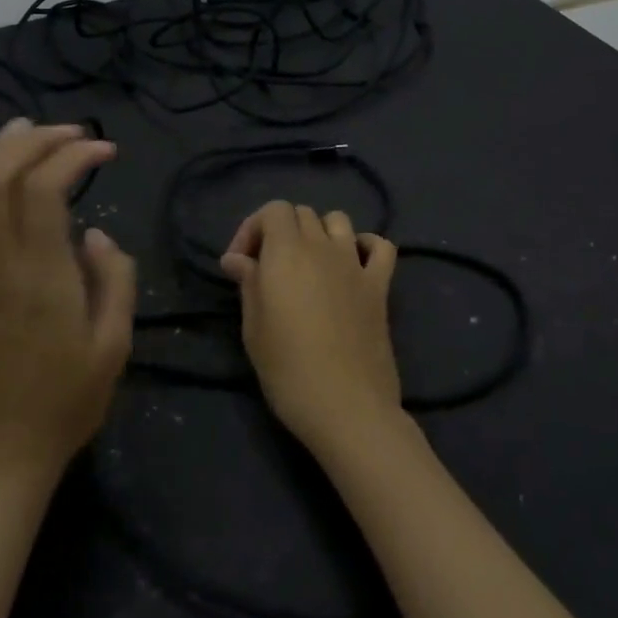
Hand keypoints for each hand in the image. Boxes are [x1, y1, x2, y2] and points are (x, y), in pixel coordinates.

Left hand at [0, 117, 134, 477]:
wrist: (2, 451)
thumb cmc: (69, 399)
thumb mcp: (115, 342)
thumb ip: (115, 278)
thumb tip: (96, 233)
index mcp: (41, 277)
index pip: (45, 189)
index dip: (73, 156)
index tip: (106, 151)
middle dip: (34, 141)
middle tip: (72, 132)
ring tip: (25, 130)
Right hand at [220, 201, 401, 454]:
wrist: (346, 406)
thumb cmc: (288, 370)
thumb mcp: (254, 328)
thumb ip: (248, 284)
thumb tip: (238, 258)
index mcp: (287, 252)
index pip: (273, 210)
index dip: (252, 228)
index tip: (239, 264)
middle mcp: (322, 247)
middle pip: (302, 214)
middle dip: (280, 232)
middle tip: (267, 269)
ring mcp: (355, 264)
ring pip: (338, 221)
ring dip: (319, 233)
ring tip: (308, 264)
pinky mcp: (380, 286)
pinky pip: (380, 247)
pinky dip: (366, 246)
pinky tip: (352, 265)